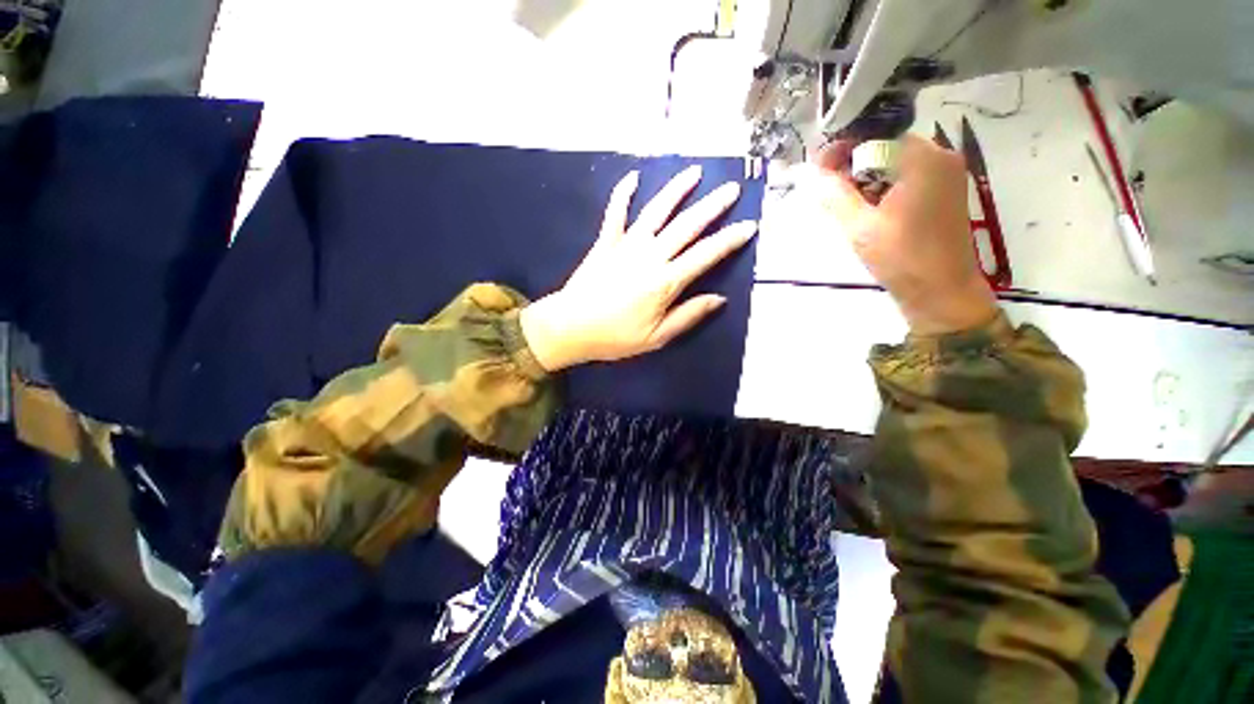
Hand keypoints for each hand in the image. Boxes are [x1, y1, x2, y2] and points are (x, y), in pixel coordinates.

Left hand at [520, 166, 756, 371]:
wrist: (570, 327)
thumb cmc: (615, 337)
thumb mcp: (657, 337)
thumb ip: (688, 315)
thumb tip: (718, 299)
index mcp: (665, 281)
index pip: (705, 255)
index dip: (729, 240)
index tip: (749, 226)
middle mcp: (650, 256)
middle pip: (687, 225)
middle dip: (712, 206)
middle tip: (732, 189)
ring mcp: (626, 245)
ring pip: (657, 211)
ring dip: (677, 190)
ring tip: (695, 172)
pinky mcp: (606, 242)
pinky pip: (616, 212)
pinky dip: (623, 193)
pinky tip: (633, 176)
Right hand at [809, 135, 997, 335]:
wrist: (942, 291)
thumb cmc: (901, 257)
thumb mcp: (859, 226)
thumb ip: (835, 194)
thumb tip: (811, 172)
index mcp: (923, 159)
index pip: (874, 136)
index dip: (842, 148)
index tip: (817, 167)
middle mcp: (940, 157)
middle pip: (886, 147)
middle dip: (853, 164)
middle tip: (827, 186)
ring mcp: (946, 175)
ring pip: (896, 163)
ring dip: (867, 177)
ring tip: (844, 201)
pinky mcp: (945, 193)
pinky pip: (908, 178)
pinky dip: (884, 187)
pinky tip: (868, 208)